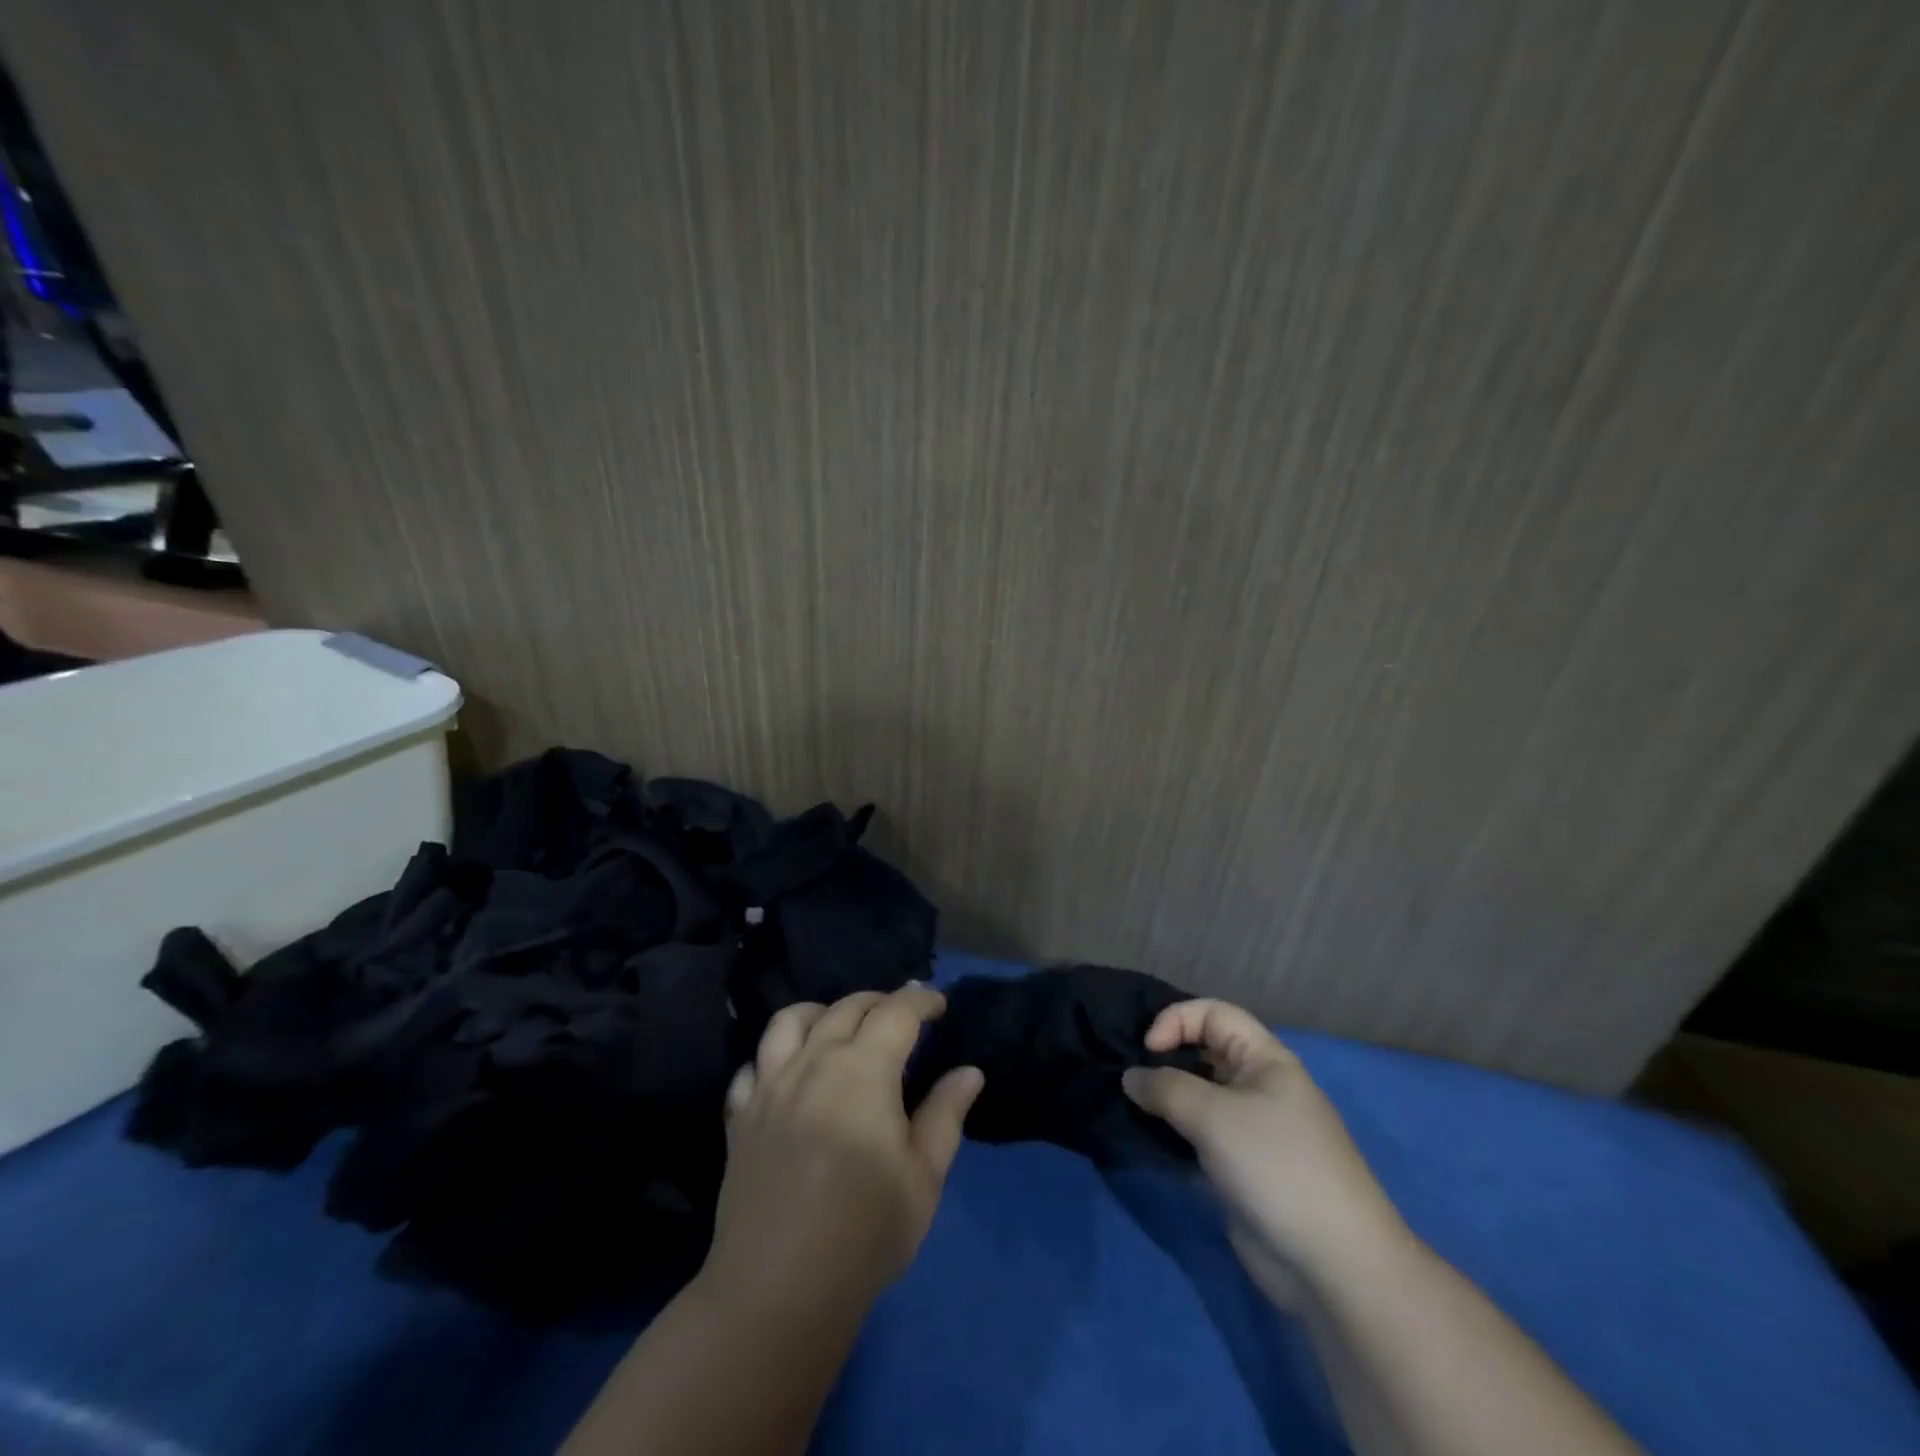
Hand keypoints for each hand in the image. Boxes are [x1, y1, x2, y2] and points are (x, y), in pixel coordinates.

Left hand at [706, 986, 984, 1310]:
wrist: (778, 1290)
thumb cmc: (865, 1233)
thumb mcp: (923, 1178)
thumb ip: (945, 1115)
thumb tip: (969, 1071)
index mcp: (863, 1070)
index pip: (896, 1012)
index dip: (921, 1000)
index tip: (939, 1003)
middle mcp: (813, 1062)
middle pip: (846, 1008)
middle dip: (879, 1001)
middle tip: (901, 1015)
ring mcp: (769, 1086)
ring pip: (790, 1020)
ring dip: (820, 1012)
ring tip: (838, 1027)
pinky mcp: (739, 1116)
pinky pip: (752, 1065)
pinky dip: (772, 1057)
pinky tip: (787, 1075)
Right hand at [1123, 998, 1405, 1305]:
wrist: (1332, 1264)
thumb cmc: (1275, 1166)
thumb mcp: (1213, 1115)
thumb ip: (1165, 1088)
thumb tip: (1130, 1077)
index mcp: (1265, 1059)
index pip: (1213, 1014)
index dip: (1177, 1020)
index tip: (1147, 1050)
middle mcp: (1258, 1086)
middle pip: (1203, 1053)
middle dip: (1165, 1058)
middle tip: (1128, 1077)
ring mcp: (1250, 1130)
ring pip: (1198, 1097)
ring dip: (1164, 1099)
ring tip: (1131, 1107)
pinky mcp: (1240, 1169)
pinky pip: (1199, 1136)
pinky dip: (1173, 1134)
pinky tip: (1149, 1141)